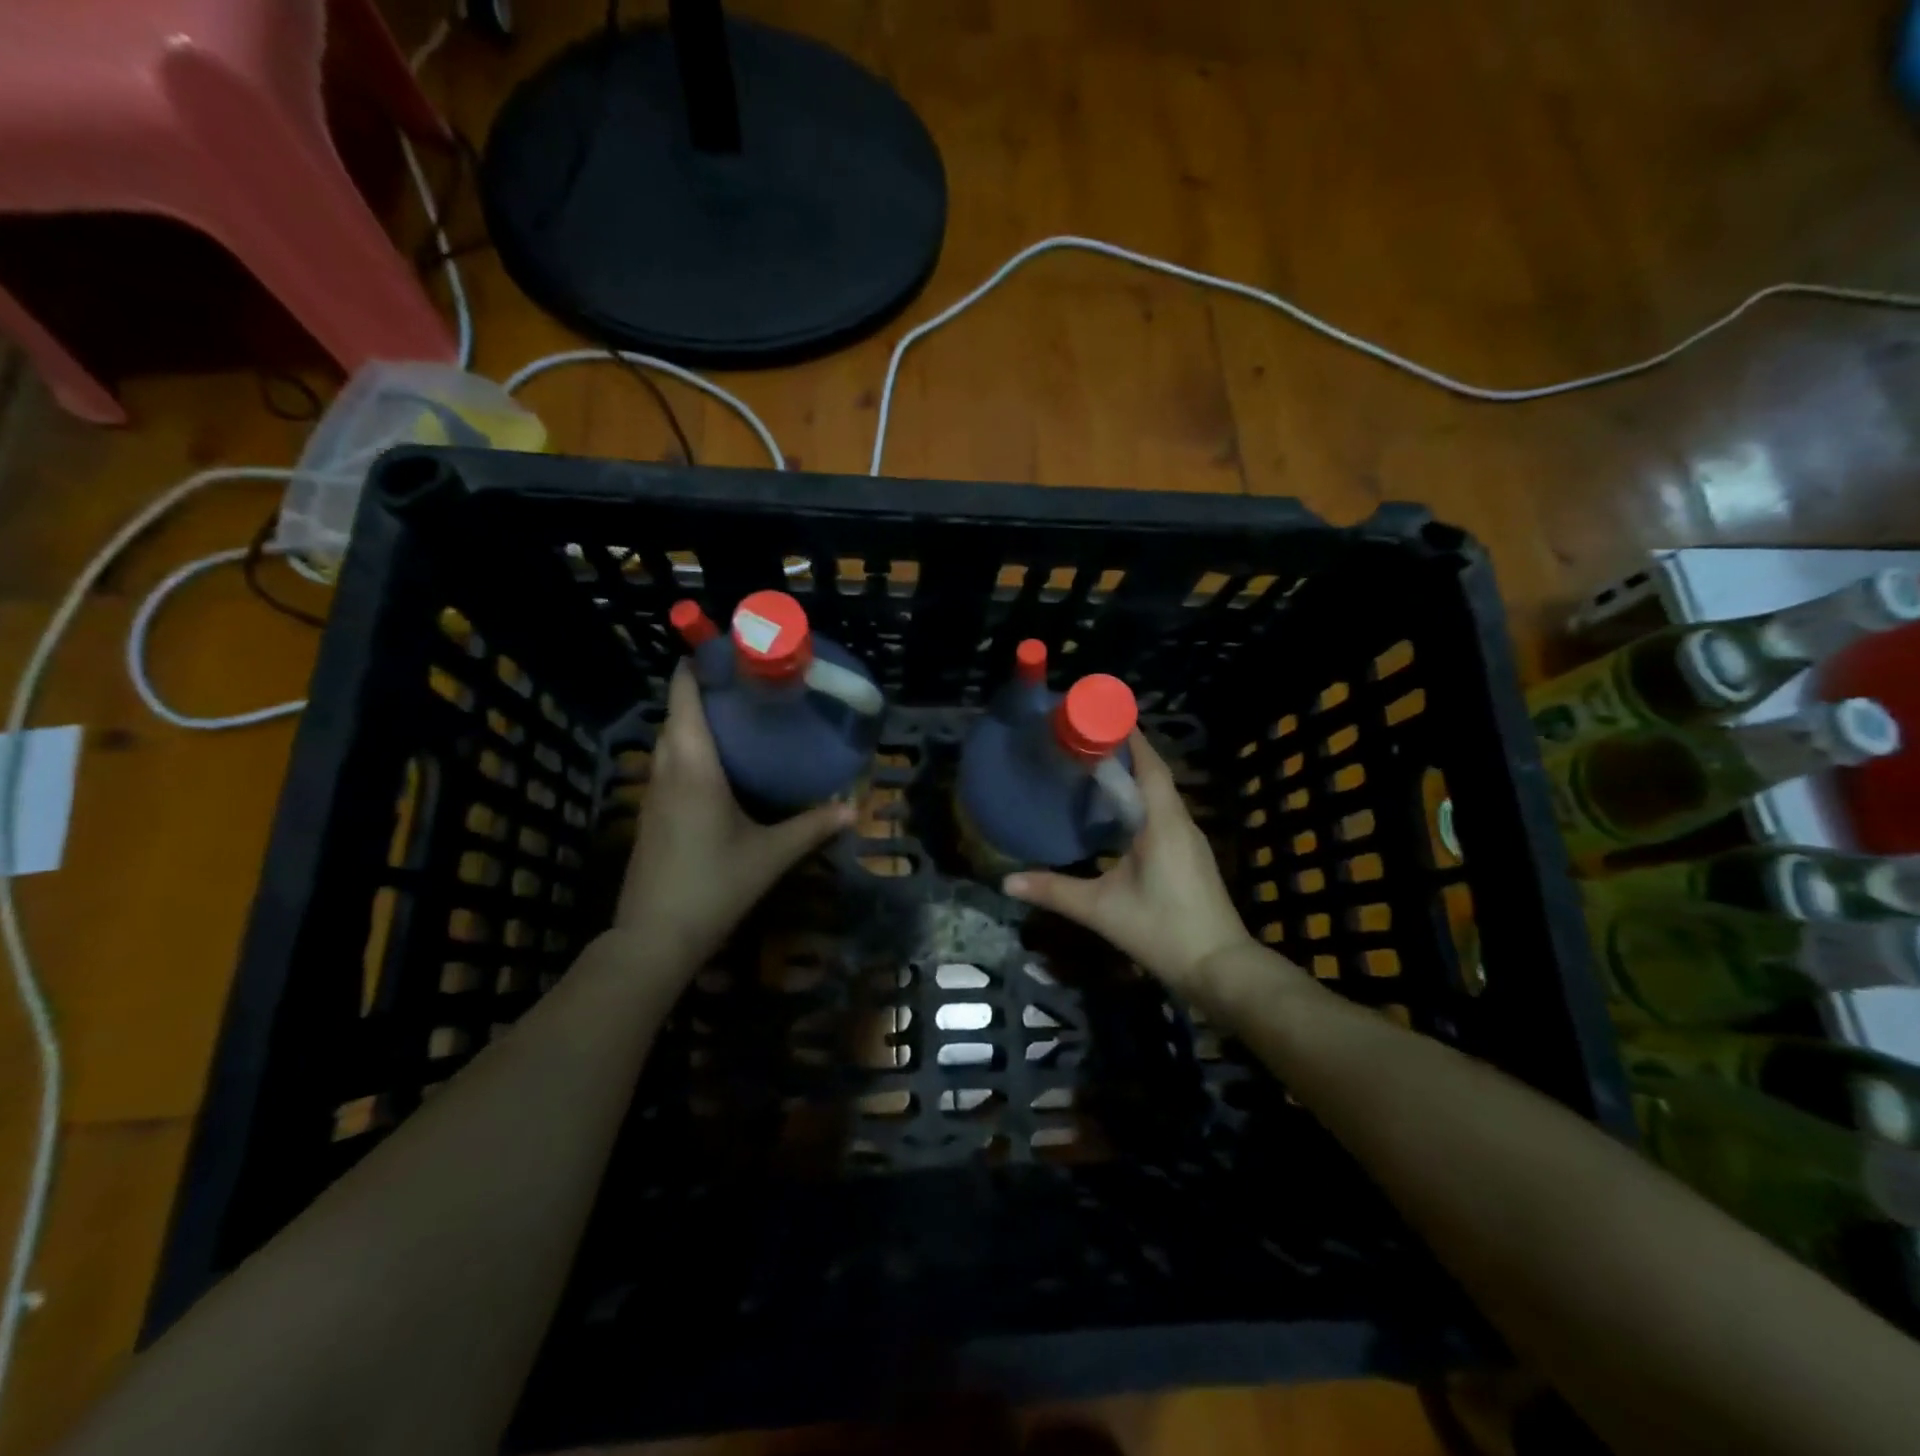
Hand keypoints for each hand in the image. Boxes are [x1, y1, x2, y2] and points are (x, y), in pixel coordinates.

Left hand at [614, 664, 852, 970]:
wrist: (655, 937)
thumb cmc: (715, 885)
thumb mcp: (771, 855)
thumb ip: (812, 827)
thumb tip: (852, 807)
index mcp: (694, 766)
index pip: (683, 696)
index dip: (699, 666)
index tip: (732, 653)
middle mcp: (667, 769)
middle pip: (676, 712)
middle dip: (705, 691)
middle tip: (751, 687)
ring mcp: (653, 792)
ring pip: (670, 739)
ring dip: (696, 720)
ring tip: (741, 717)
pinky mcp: (651, 813)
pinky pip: (669, 763)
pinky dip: (690, 748)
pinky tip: (722, 765)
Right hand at [1003, 732, 1258, 1001]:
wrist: (1220, 968)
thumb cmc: (1162, 930)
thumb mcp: (1102, 910)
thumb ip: (1055, 891)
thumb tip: (1006, 882)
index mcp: (1163, 822)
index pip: (1148, 763)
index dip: (1127, 736)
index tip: (1098, 715)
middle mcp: (1181, 821)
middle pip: (1154, 772)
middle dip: (1124, 751)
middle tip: (1084, 739)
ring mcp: (1190, 839)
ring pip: (1161, 794)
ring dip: (1134, 776)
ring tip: (1095, 768)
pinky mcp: (1191, 856)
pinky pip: (1164, 813)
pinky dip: (1142, 800)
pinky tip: (1118, 813)